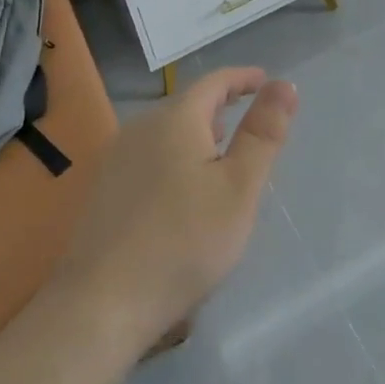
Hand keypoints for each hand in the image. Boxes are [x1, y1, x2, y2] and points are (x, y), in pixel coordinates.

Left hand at [53, 67, 296, 357]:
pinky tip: (183, 189)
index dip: (243, 78)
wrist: (101, 304)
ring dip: (198, 132)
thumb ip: (263, 133)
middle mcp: (140, 127)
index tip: (267, 82)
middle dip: (221, 106)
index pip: (214, 82)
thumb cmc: (183, 241)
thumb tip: (284, 84)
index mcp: (175, 119)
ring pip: (166, 131)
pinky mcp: (103, 190)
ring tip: (222, 152)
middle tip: (250, 121)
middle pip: (187, 104)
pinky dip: (176, 155)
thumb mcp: (239, 187)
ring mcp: (116, 159)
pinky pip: (149, 155)